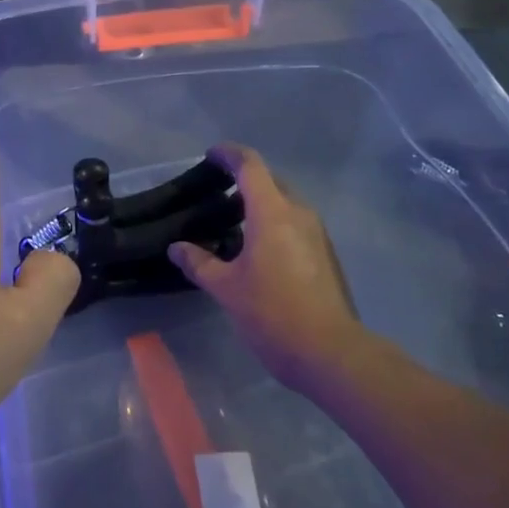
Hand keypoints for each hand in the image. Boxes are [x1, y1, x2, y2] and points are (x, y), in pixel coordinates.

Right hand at [168, 144, 367, 389]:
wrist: (331, 352)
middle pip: (271, 181)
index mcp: (272, 212)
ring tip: (234, 223)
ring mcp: (317, 234)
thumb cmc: (272, 314)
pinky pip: (295, 224)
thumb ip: (199, 263)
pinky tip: (258, 250)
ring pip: (285, 204)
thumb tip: (177, 248)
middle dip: (245, 180)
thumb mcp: (227, 289)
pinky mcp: (326, 254)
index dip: (229, 154)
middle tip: (217, 192)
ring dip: (261, 204)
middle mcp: (299, 213)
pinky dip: (274, 223)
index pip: (250, 166)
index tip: (211, 154)